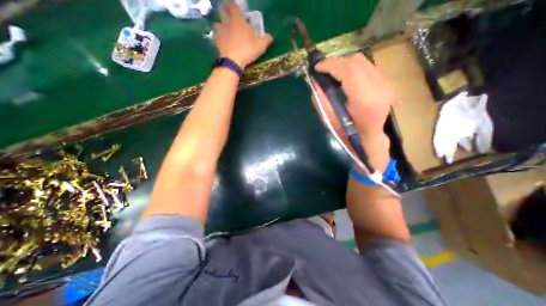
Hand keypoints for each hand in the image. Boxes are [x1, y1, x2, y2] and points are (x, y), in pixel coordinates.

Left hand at [213, 0, 272, 67]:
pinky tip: (221, 42)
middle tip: (229, 16)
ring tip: (225, 30)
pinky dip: (218, 38)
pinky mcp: (216, 42)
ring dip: (220, 25)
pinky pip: (215, 37)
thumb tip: (270, 36)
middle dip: (225, 11)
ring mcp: (220, 32)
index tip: (236, 7)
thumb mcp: (261, 45)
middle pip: (222, 10)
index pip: (233, 5)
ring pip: (217, 23)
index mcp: (237, 20)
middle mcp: (227, 22)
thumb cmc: (247, 50)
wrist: (233, 61)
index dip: (233, 4)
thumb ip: (266, 39)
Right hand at [313, 53, 399, 137]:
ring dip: (343, 64)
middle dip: (335, 62)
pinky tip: (344, 77)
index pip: (348, 71)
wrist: (370, 138)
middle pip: (356, 62)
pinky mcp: (387, 82)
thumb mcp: (331, 120)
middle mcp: (380, 88)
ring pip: (362, 61)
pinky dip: (352, 68)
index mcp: (365, 101)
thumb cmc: (349, 134)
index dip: (330, 65)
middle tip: (322, 70)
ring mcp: (386, 83)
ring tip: (332, 73)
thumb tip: (314, 82)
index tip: (317, 67)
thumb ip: (322, 100)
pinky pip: (367, 66)